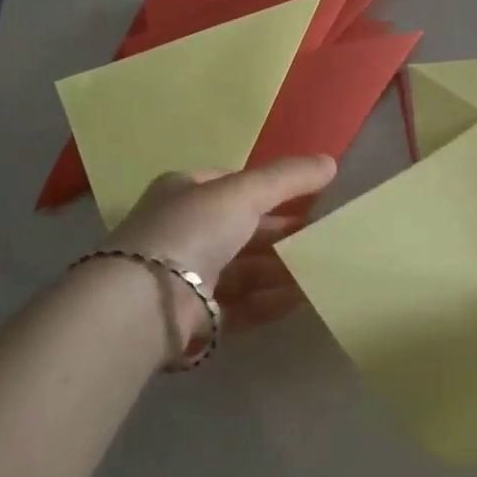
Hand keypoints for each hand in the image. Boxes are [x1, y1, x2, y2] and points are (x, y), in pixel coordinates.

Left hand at [108, 156, 336, 333]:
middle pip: (242, 229)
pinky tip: (299, 299)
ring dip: (280, 269)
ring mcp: (186, 274)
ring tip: (319, 271)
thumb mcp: (244, 192)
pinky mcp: (192, 314)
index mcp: (185, 192)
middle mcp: (183, 230)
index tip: (309, 198)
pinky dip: (268, 301)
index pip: (233, 185)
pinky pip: (240, 304)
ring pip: (243, 268)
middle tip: (322, 237)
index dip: (270, 189)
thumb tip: (331, 162)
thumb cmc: (192, 230)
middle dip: (280, 233)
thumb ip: (287, 177)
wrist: (146, 301)